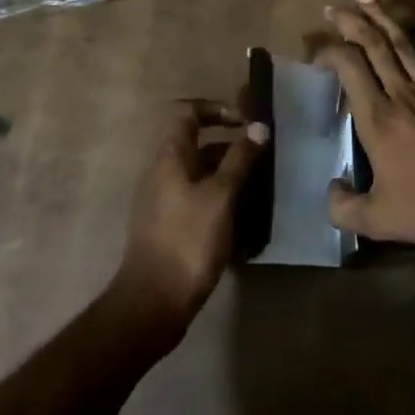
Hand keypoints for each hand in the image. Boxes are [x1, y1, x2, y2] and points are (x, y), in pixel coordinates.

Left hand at [113, 100, 267, 330]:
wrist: (152, 304)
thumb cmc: (187, 240)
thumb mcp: (221, 196)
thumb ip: (240, 159)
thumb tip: (259, 126)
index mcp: (170, 157)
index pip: (188, 112)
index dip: (216, 109)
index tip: (245, 122)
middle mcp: (163, 173)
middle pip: (197, 144)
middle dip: (231, 146)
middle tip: (262, 158)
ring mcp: (164, 202)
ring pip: (200, 175)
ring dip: (228, 176)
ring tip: (259, 189)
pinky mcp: (169, 228)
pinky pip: (198, 200)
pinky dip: (220, 201)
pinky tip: (243, 221)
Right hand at [319, 0, 414, 248]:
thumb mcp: (379, 221)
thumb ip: (344, 208)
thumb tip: (330, 189)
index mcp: (377, 119)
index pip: (348, 68)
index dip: (329, 53)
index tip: (318, 55)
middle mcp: (401, 94)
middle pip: (372, 46)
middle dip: (350, 23)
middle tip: (332, 9)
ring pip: (402, 43)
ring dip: (382, 17)